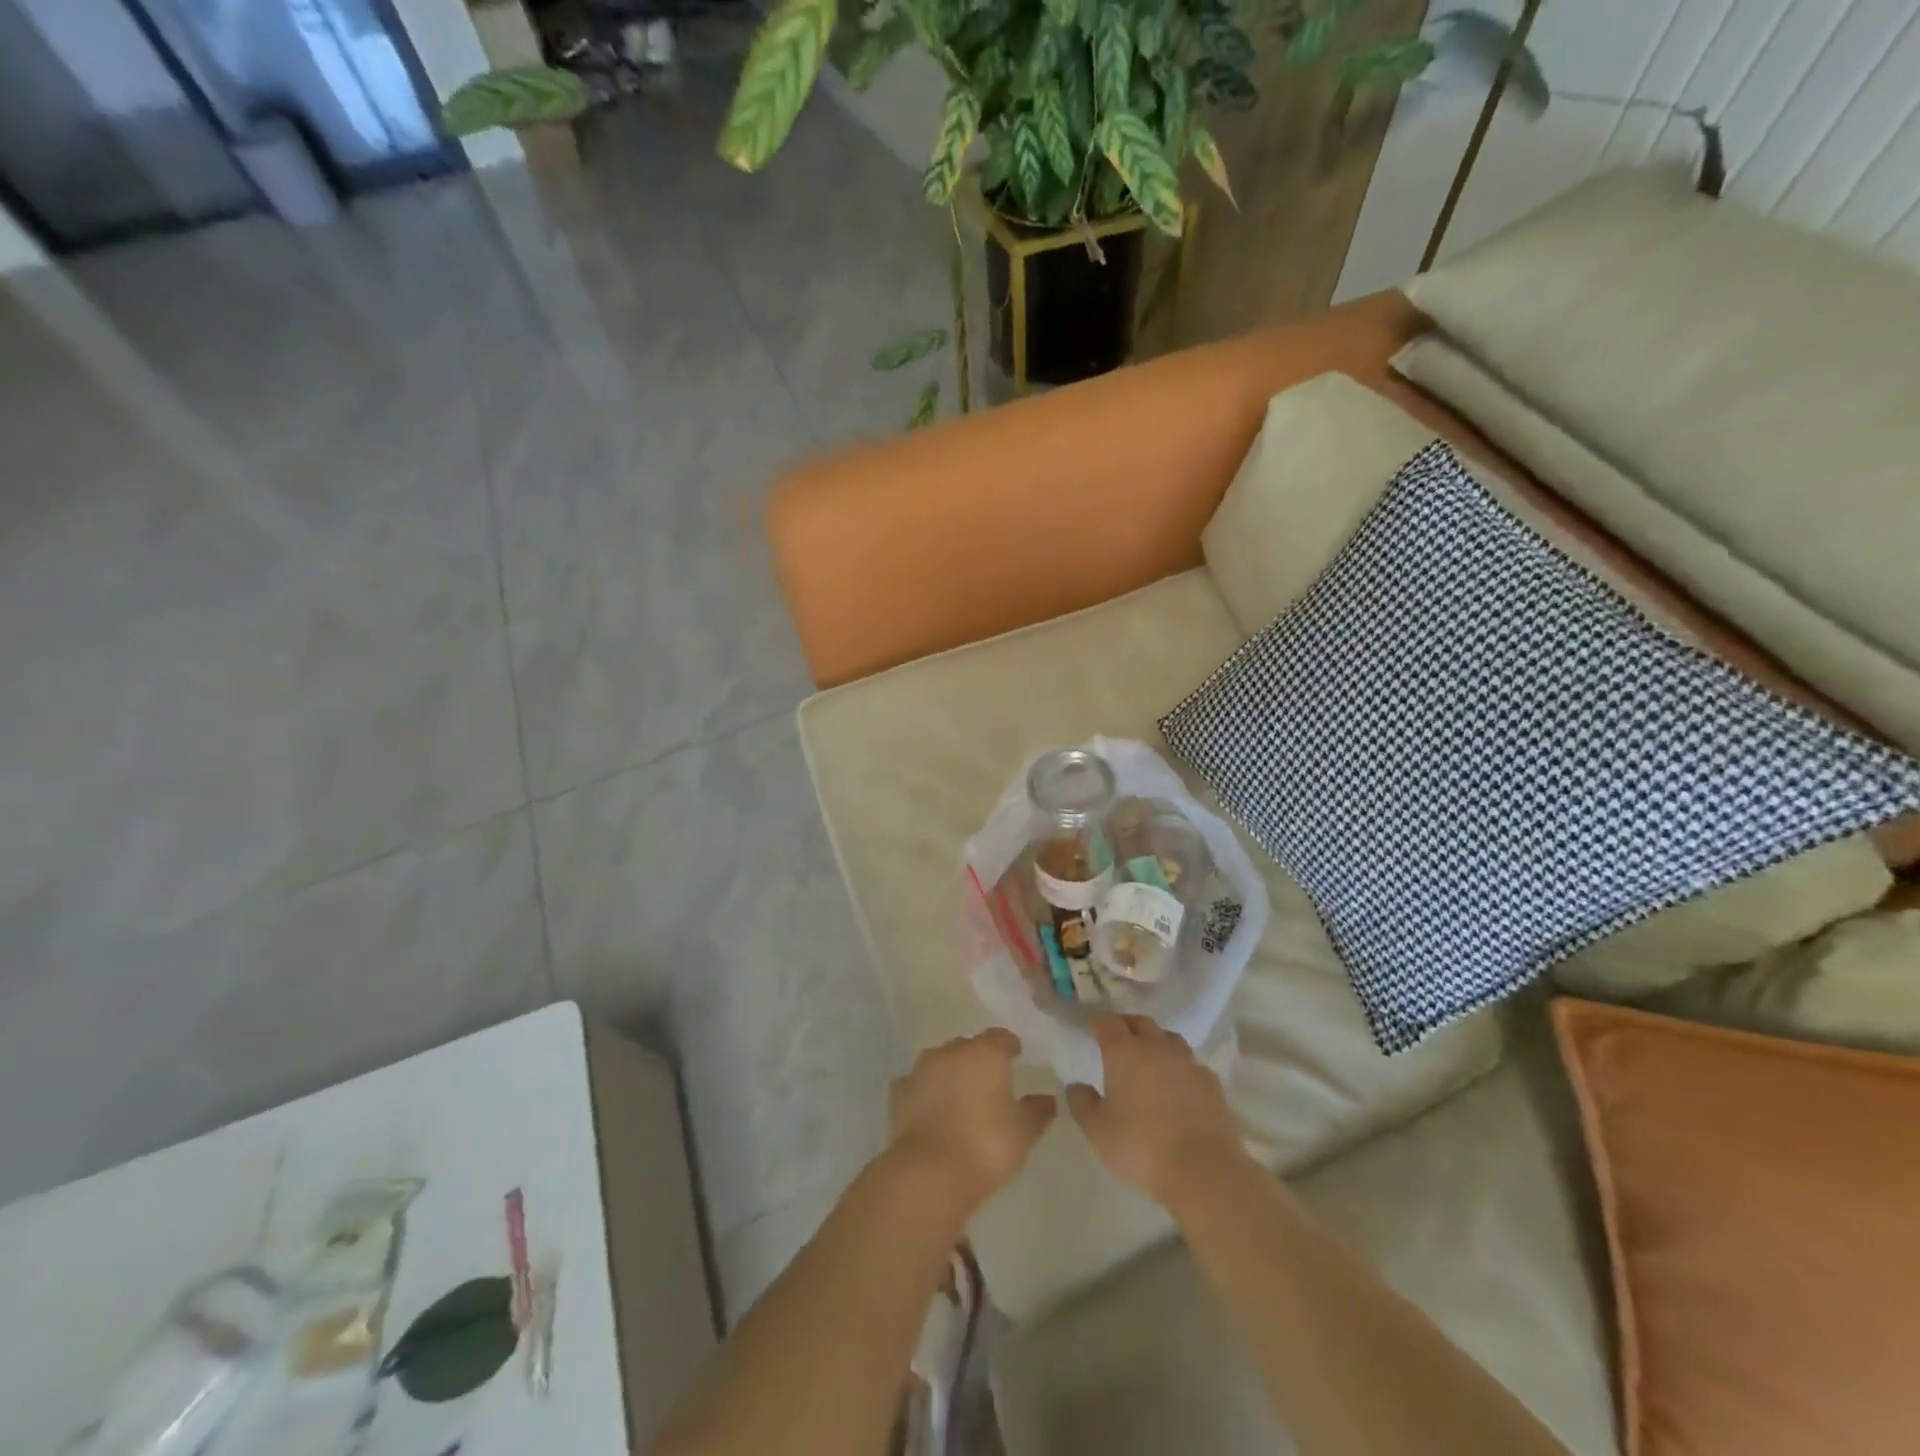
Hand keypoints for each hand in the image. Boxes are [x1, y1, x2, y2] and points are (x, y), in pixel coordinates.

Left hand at [887, 1028, 1056, 1207]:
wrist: (929, 1172)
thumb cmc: (985, 1146)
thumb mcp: (1023, 1134)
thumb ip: (1037, 1112)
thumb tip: (1048, 1099)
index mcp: (985, 1053)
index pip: (1001, 1037)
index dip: (1010, 1046)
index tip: (1017, 1056)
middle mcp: (952, 1051)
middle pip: (969, 1046)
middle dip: (979, 1059)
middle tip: (990, 1081)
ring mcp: (921, 1069)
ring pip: (941, 1061)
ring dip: (950, 1073)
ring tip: (961, 1096)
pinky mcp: (899, 1092)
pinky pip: (918, 1084)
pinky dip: (926, 1091)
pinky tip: (932, 1109)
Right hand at [1066, 1013, 1249, 1205]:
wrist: (1203, 1170)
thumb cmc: (1140, 1146)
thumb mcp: (1097, 1130)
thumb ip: (1082, 1103)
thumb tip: (1076, 1085)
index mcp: (1124, 1051)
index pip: (1108, 1022)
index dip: (1098, 1020)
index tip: (1091, 1023)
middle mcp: (1157, 1047)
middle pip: (1141, 1023)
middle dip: (1126, 1025)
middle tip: (1117, 1036)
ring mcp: (1188, 1063)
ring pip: (1169, 1039)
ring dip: (1156, 1041)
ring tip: (1148, 1056)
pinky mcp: (1212, 1084)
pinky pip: (1191, 1064)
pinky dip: (1180, 1067)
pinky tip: (1178, 1084)